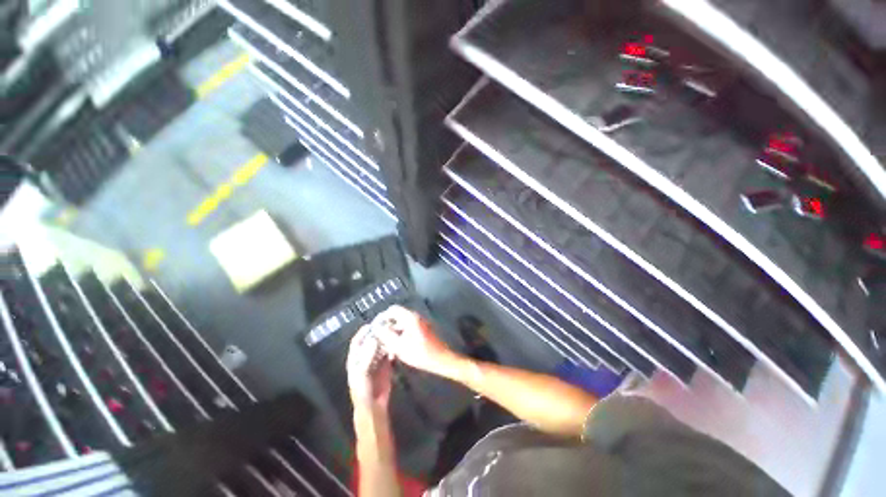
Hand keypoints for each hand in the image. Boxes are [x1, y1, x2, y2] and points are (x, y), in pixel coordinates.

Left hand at [346, 325, 393, 411]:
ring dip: (386, 341)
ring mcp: (376, 362)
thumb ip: (367, 355)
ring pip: (381, 347)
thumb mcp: (362, 372)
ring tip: (393, 334)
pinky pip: (389, 355)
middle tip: (386, 327)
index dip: (363, 333)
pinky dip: (392, 350)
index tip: (371, 324)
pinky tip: (397, 346)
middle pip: (371, 342)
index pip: (357, 342)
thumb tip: (373, 339)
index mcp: (355, 359)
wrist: (373, 406)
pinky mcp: (386, 366)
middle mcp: (365, 358)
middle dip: (378, 335)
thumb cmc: (363, 389)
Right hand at [372, 305, 459, 376]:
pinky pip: (409, 328)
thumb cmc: (421, 353)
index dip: (382, 317)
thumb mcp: (400, 347)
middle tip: (380, 338)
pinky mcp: (423, 329)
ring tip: (387, 346)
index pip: (393, 309)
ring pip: (402, 323)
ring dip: (394, 332)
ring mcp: (421, 322)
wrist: (442, 359)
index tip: (375, 327)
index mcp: (410, 317)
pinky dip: (402, 335)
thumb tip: (377, 328)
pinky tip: (398, 347)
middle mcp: (416, 316)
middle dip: (387, 326)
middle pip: (397, 316)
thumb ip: (386, 335)